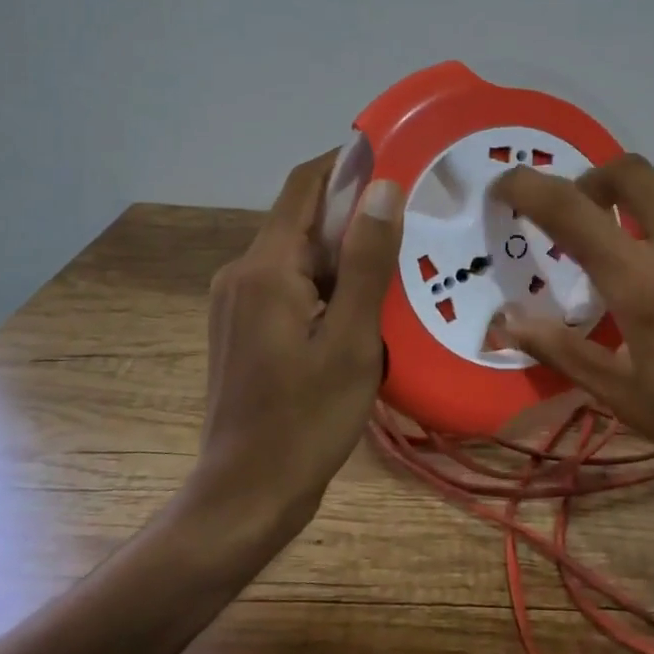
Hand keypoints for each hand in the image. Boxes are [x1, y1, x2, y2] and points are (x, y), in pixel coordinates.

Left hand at [195, 151, 402, 535]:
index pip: (306, 186)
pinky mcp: (243, 327)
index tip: (396, 157)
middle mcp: (242, 273)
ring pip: (300, 256)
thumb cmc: (305, 421)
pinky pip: (291, 286)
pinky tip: (365, 311)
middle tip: (415, 223)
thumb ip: (368, 262)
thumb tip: (384, 188)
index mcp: (266, 268)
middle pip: (304, 221)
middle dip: (356, 217)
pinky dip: (329, 285)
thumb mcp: (353, 341)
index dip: (347, 162)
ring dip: (346, 256)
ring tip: (400, 269)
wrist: (245, 496)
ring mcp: (237, 302)